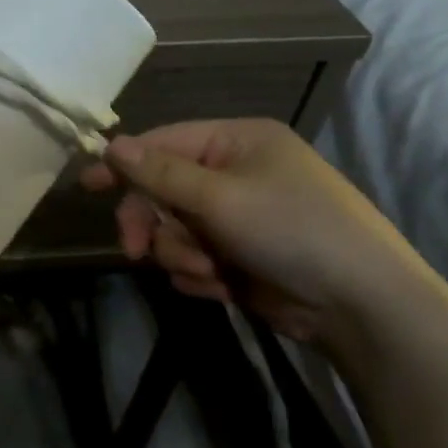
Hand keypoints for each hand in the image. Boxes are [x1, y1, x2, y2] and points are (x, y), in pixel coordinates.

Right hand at [81, 117, 428, 350]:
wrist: (361, 305)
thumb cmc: (292, 230)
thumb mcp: (220, 197)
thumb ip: (160, 173)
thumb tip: (110, 143)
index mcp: (237, 142)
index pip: (164, 143)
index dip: (124, 163)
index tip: (87, 185)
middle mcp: (235, 173)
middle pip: (162, 191)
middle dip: (152, 223)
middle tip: (134, 251)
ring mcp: (238, 217)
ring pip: (173, 230)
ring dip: (180, 254)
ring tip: (208, 272)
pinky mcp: (239, 256)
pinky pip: (192, 258)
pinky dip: (198, 274)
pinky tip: (221, 287)